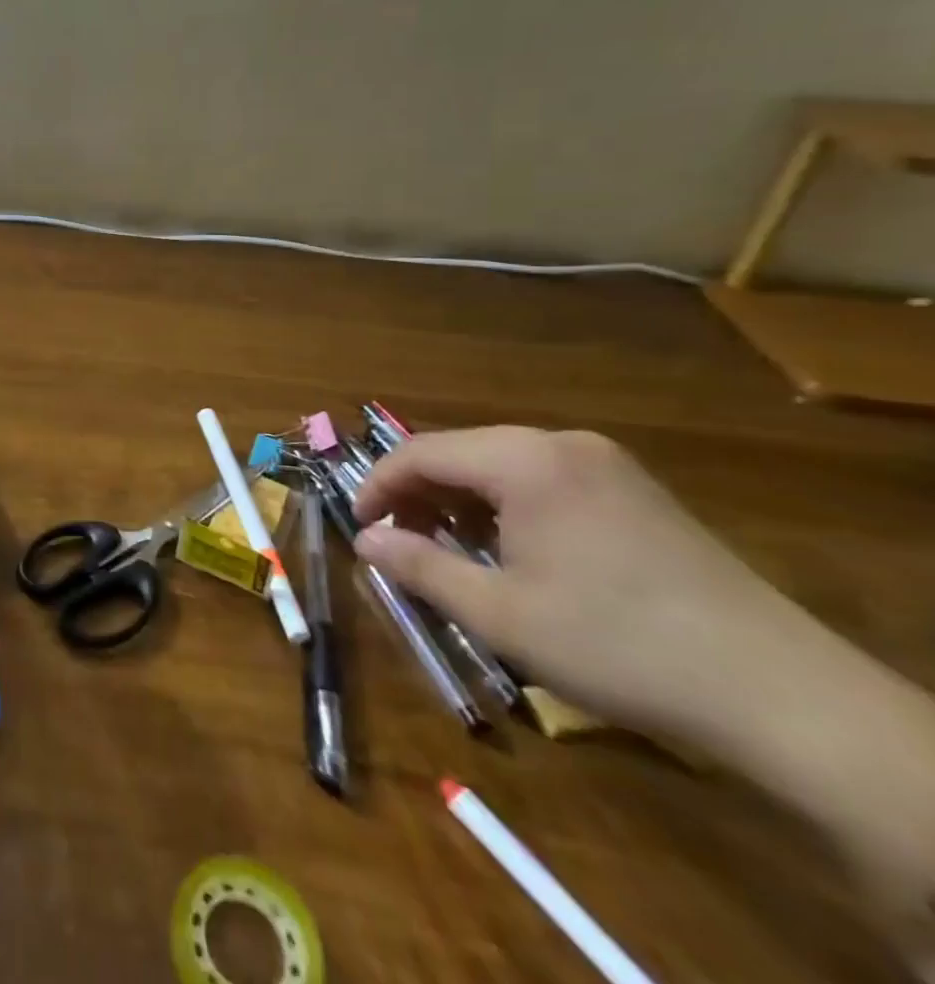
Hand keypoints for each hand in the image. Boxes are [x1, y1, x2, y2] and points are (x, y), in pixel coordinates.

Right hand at [351, 427, 799, 741]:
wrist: (779, 694)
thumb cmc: (615, 644)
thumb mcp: (498, 614)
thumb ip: (419, 568)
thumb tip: (363, 542)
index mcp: (523, 460)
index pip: (421, 453)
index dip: (379, 487)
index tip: (359, 528)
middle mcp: (561, 445)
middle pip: (460, 453)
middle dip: (419, 495)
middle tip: (400, 544)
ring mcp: (606, 465)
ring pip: (500, 466)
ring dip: (462, 502)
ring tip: (450, 551)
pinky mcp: (636, 492)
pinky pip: (543, 480)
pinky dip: (506, 506)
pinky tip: (511, 551)